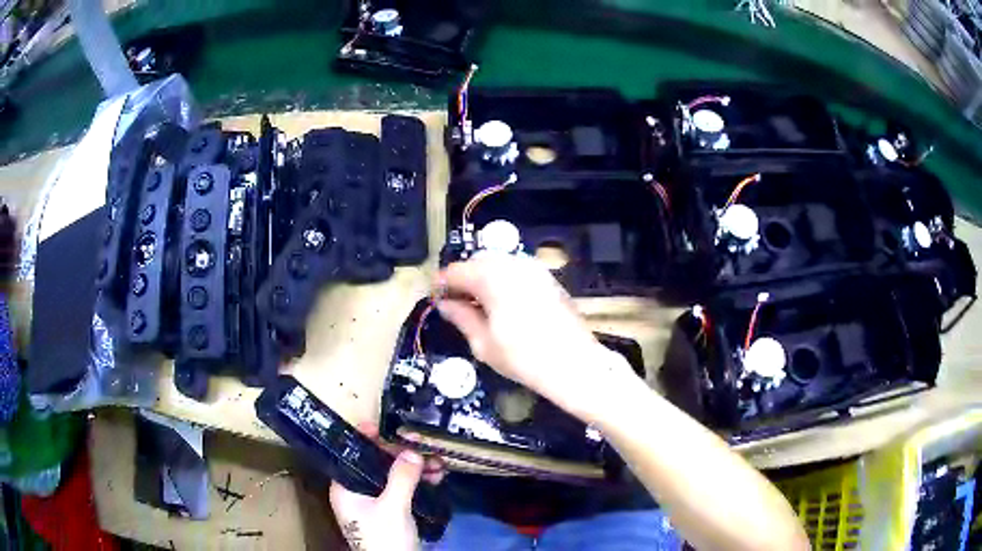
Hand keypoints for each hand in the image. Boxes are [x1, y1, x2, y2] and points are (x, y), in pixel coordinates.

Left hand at [329, 424, 444, 550]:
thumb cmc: (383, 537)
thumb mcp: (392, 507)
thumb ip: (401, 478)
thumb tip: (412, 452)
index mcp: (346, 488)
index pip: (351, 454)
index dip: (365, 439)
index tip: (382, 425)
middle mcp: (358, 491)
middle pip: (377, 464)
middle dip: (401, 455)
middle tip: (422, 445)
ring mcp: (375, 501)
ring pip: (393, 476)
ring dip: (415, 469)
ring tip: (438, 463)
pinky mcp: (391, 510)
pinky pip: (404, 489)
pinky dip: (418, 482)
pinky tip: (436, 476)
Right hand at [435, 255, 635, 421]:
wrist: (573, 363)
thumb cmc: (523, 357)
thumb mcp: (483, 343)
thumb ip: (461, 317)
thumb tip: (445, 304)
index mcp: (492, 277)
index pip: (456, 271)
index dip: (442, 284)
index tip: (435, 298)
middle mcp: (512, 264)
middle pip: (477, 261)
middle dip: (463, 278)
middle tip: (456, 303)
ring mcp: (533, 269)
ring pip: (498, 263)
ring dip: (483, 277)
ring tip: (479, 304)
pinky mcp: (547, 278)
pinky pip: (517, 270)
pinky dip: (503, 280)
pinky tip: (502, 303)